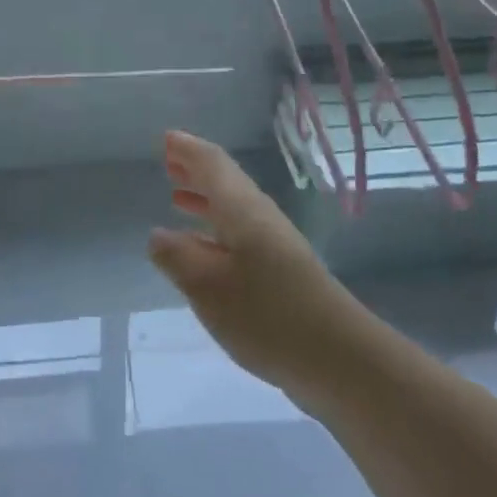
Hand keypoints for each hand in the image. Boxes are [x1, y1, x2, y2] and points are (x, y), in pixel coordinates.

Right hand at [149, 131, 370, 407]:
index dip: (188, 150)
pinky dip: (215, 227)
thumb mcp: (208, 287)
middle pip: (226, 182)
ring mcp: (273, 246)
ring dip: (205, 197)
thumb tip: (158, 235)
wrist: (339, 358)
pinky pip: (238, 233)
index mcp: (242, 211)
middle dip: (196, 169)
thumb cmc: (267, 315)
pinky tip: (202, 247)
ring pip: (232, 208)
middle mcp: (259, 219)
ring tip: (177, 194)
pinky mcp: (280, 272)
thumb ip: (177, 257)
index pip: (213, 165)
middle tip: (168, 160)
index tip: (166, 137)